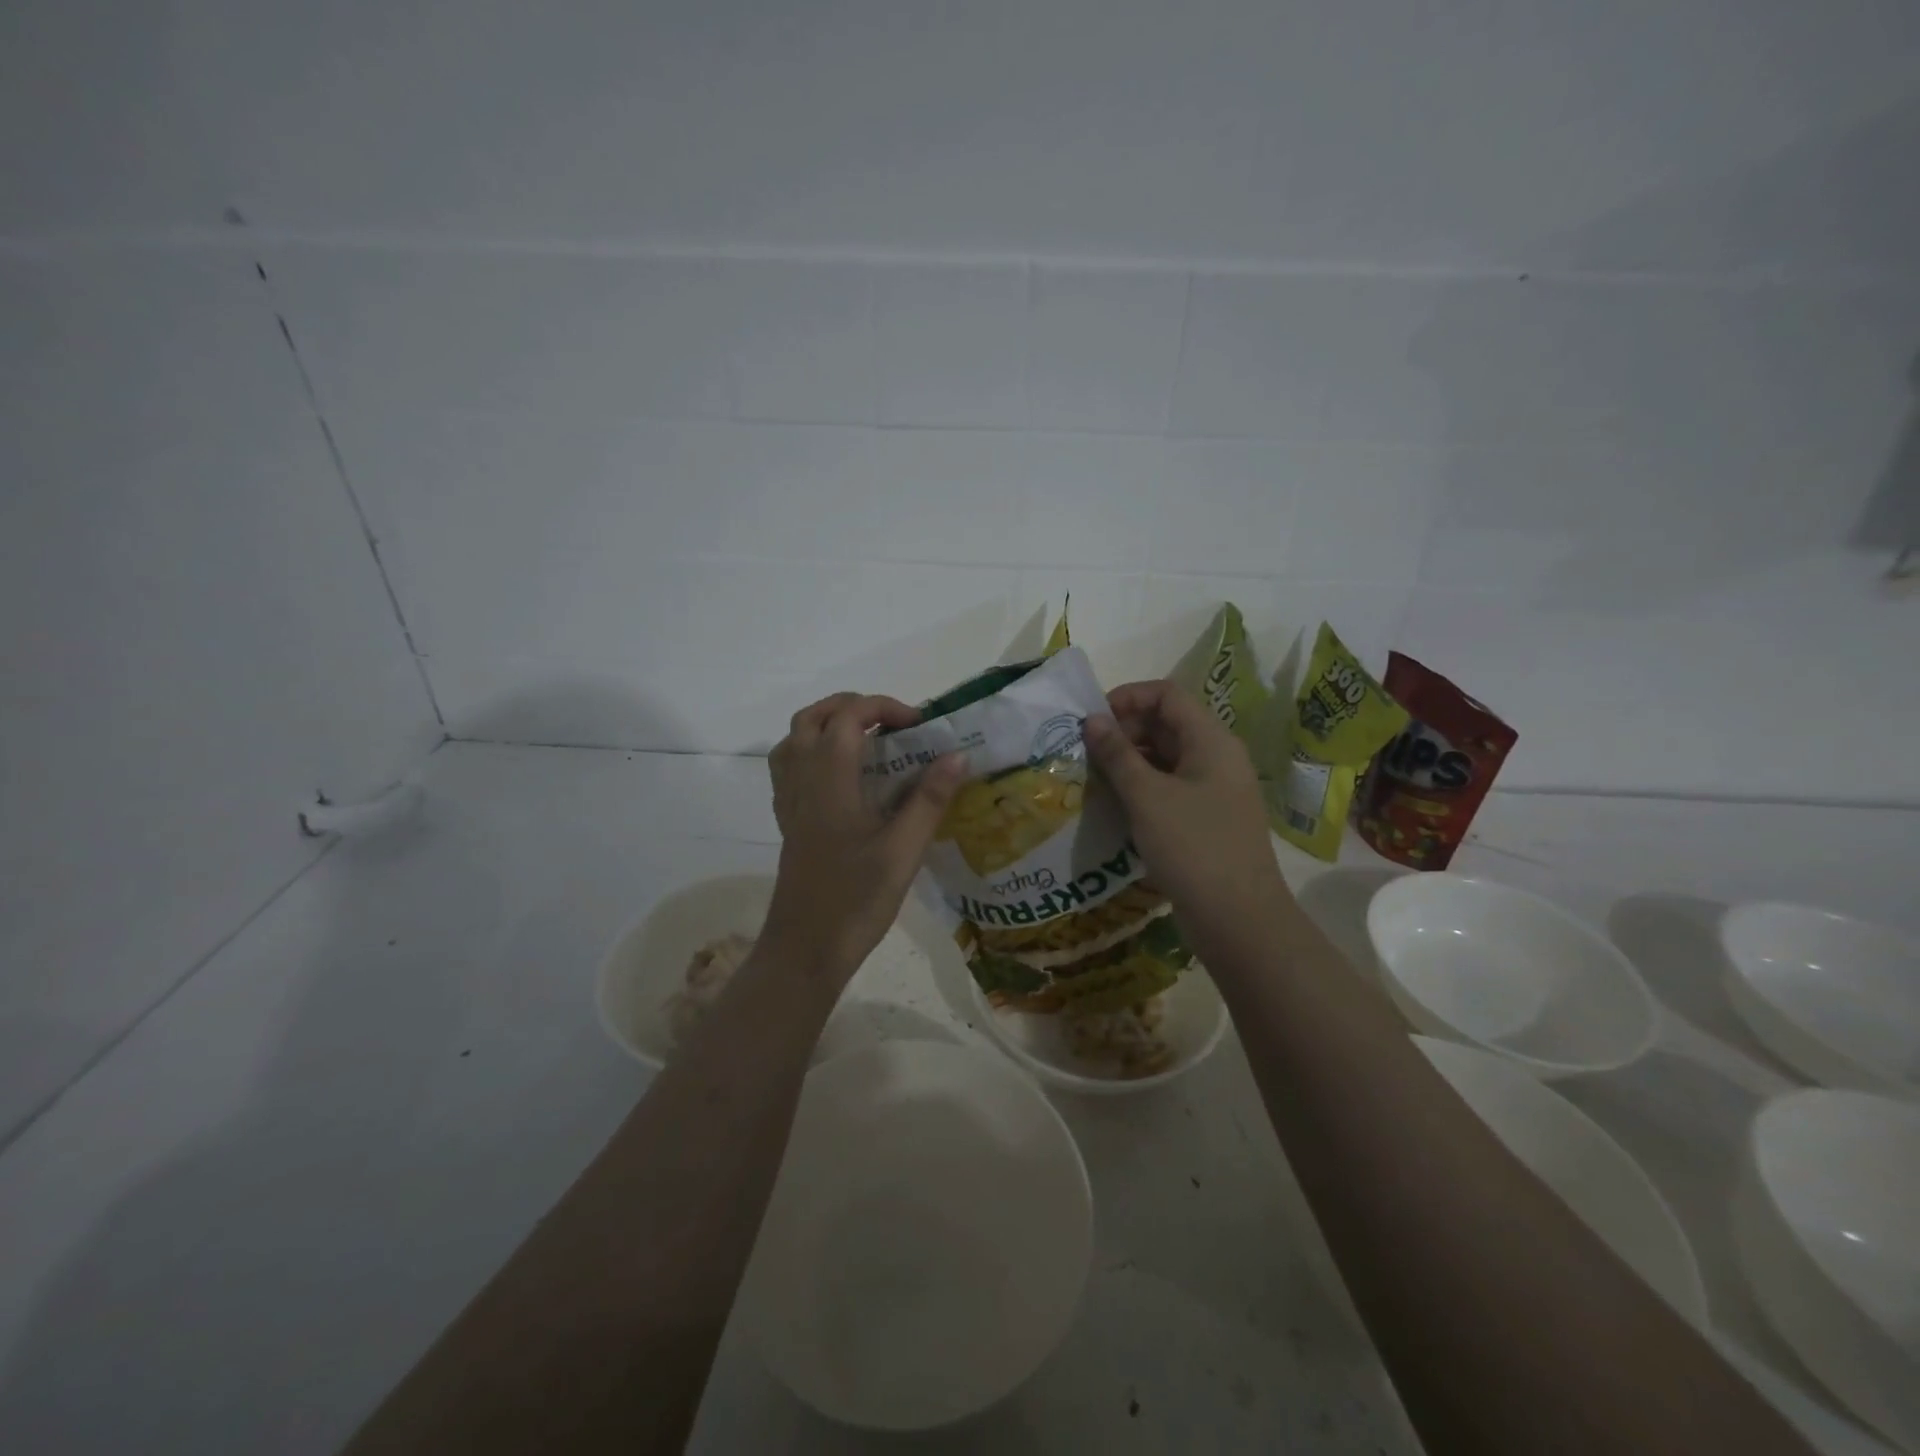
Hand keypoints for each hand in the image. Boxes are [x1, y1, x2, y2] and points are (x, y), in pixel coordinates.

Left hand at [763, 692, 965, 983]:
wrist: (805, 950)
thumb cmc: (856, 900)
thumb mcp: (903, 851)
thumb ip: (929, 799)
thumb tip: (957, 755)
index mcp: (829, 781)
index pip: (848, 717)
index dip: (883, 707)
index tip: (918, 725)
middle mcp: (802, 782)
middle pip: (813, 718)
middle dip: (853, 707)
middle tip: (893, 724)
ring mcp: (790, 803)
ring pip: (795, 740)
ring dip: (828, 725)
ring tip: (867, 741)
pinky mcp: (788, 823)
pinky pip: (790, 768)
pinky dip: (814, 753)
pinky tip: (844, 777)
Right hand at [1084, 680, 1289, 961]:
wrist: (1238, 919)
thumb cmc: (1193, 847)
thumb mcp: (1147, 796)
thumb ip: (1117, 754)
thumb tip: (1091, 719)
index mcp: (1211, 740)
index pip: (1167, 695)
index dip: (1127, 698)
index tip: (1091, 720)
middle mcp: (1216, 758)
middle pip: (1166, 724)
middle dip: (1124, 731)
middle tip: (1086, 753)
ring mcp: (1213, 790)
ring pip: (1166, 759)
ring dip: (1129, 762)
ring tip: (1093, 779)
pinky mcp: (1206, 820)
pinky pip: (1169, 788)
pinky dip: (1141, 789)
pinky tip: (1114, 806)